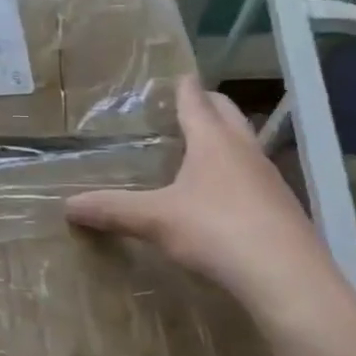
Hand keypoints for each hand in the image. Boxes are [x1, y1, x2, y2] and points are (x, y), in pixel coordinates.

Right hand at [65, 76, 340, 312]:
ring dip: (228, 139)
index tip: (180, 74)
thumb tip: (68, 205)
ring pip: (247, 147)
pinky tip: (225, 195)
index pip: (197, 103)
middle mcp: (245, 153)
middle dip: (211, 105)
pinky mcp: (283, 211)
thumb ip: (112, 209)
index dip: (185, 88)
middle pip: (230, 116)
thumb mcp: (154, 219)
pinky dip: (238, 174)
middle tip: (193, 102)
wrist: (288, 280)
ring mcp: (270, 182)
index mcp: (214, 143)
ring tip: (205, 146)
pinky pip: (256, 179)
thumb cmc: (216, 231)